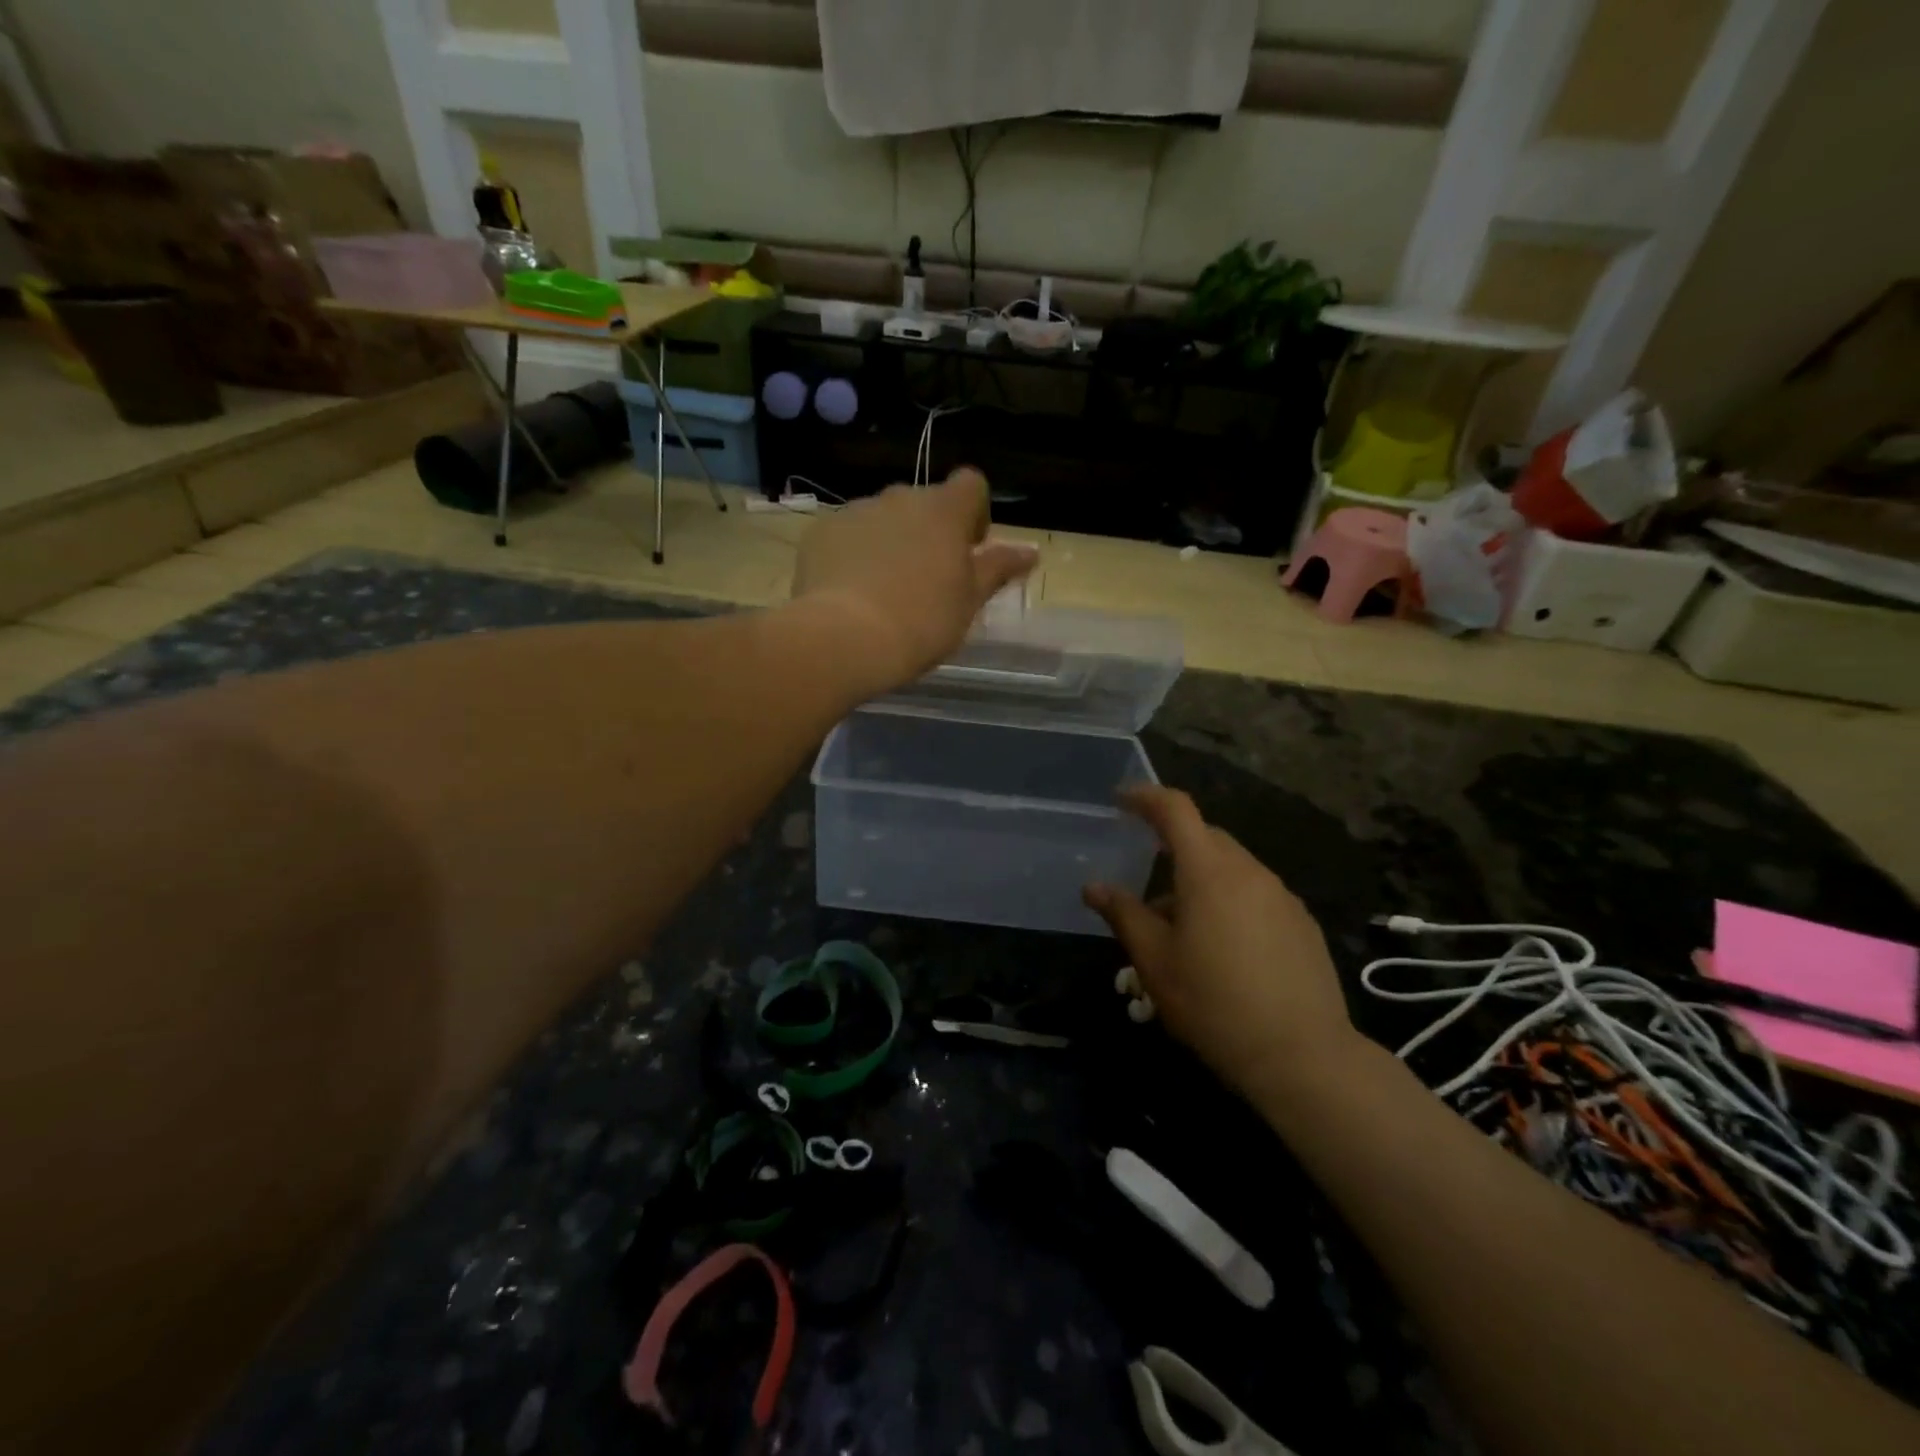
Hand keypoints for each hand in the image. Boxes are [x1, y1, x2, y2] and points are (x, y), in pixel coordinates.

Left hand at [791, 468, 1037, 695]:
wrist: (845, 638)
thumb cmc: (922, 621)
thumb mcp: (969, 601)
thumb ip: (998, 568)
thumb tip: (1030, 551)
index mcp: (944, 510)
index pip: (971, 484)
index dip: (975, 513)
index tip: (969, 549)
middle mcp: (900, 498)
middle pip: (924, 503)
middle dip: (930, 532)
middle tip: (928, 579)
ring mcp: (856, 511)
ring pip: (883, 518)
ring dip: (892, 542)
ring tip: (885, 590)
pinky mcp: (821, 532)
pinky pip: (848, 535)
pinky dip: (854, 553)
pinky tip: (851, 592)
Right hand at [1084, 786, 1360, 1104]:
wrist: (1302, 1055)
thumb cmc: (1214, 1003)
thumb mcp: (1155, 961)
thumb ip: (1123, 914)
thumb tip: (1093, 886)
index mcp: (1208, 871)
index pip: (1176, 810)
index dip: (1146, 797)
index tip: (1121, 800)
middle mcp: (1249, 871)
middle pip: (1206, 837)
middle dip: (1173, 845)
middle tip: (1148, 881)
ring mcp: (1282, 896)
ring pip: (1233, 868)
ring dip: (1202, 879)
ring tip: (1183, 926)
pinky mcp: (1302, 923)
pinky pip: (1257, 893)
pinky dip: (1231, 901)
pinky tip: (1225, 947)